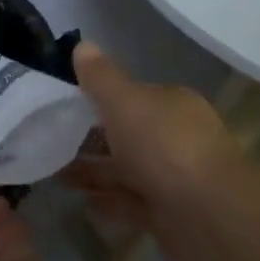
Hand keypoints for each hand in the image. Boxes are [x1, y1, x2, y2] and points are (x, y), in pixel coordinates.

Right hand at [62, 43, 251, 260]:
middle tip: (50, 142)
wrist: (209, 215)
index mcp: (171, 105)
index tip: (63, 106)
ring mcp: (173, 178)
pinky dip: (108, 202)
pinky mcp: (168, 215)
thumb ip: (100, 77)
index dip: (99, 98)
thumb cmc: (164, 146)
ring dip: (94, 171)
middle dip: (91, 138)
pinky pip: (130, 204)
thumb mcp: (124, 101)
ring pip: (126, 170)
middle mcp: (175, 138)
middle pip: (127, 134)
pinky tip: (80, 202)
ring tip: (53, 173)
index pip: (132, 96)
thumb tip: (83, 45)